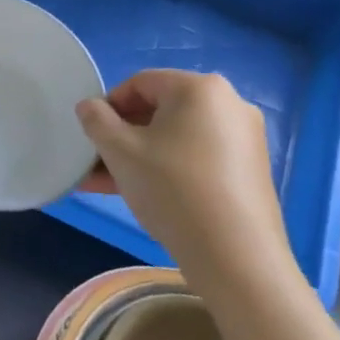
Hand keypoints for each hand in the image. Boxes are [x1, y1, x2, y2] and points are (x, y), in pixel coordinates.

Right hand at [77, 70, 296, 297]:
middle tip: (95, 163)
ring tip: (107, 185)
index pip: (140, 83)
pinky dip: (168, 168)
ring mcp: (244, 138)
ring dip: (139, 156)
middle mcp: (229, 104)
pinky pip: (197, 157)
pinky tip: (142, 195)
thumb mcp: (120, 152)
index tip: (91, 136)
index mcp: (200, 88)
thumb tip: (89, 106)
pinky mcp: (250, 170)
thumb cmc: (172, 189)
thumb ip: (96, 121)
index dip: (108, 106)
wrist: (235, 256)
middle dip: (122, 136)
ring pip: (177, 138)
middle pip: (160, 110)